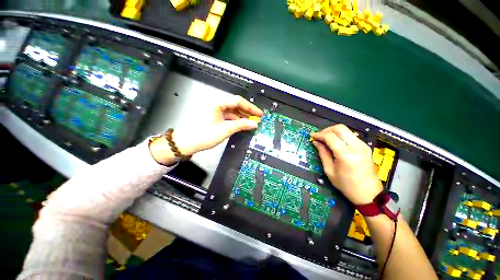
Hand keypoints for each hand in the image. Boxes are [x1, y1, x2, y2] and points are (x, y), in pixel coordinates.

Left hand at [150, 95, 262, 164]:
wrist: (186, 143)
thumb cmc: (203, 135)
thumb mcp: (225, 130)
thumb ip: (241, 125)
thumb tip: (254, 124)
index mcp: (217, 103)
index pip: (238, 101)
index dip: (250, 107)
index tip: (259, 114)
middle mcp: (216, 103)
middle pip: (236, 105)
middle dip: (247, 112)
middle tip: (257, 119)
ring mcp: (215, 110)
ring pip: (232, 111)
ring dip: (242, 117)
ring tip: (251, 123)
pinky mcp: (214, 116)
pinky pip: (228, 116)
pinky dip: (236, 120)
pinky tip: (242, 125)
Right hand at [311, 124, 381, 204]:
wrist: (369, 194)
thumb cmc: (347, 185)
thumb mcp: (330, 171)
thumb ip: (323, 154)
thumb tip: (316, 142)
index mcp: (346, 155)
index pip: (330, 137)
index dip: (319, 134)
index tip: (312, 136)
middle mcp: (356, 147)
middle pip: (339, 128)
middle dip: (326, 130)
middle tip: (319, 137)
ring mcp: (363, 145)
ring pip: (346, 130)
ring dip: (333, 132)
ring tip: (325, 139)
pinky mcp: (365, 146)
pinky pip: (350, 135)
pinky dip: (340, 136)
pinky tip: (334, 143)